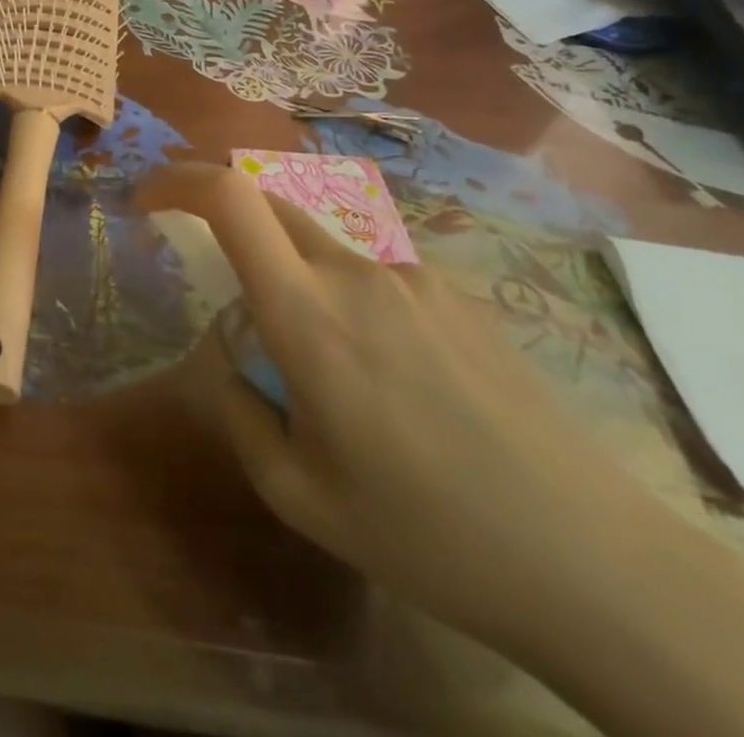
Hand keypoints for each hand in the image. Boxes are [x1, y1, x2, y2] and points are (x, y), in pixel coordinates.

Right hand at [143, 164, 693, 657]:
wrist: (595, 563)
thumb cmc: (427, 535)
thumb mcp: (299, 495)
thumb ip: (240, 411)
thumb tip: (234, 361)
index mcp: (308, 315)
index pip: (230, 200)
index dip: (179, 181)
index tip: (149, 197)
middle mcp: (356, 273)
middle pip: (269, 204)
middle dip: (225, 219)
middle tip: (217, 278)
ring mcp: (413, 277)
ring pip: (320, 244)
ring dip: (290, 273)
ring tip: (323, 367)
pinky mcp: (456, 294)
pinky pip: (372, 274)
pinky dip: (345, 297)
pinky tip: (389, 378)